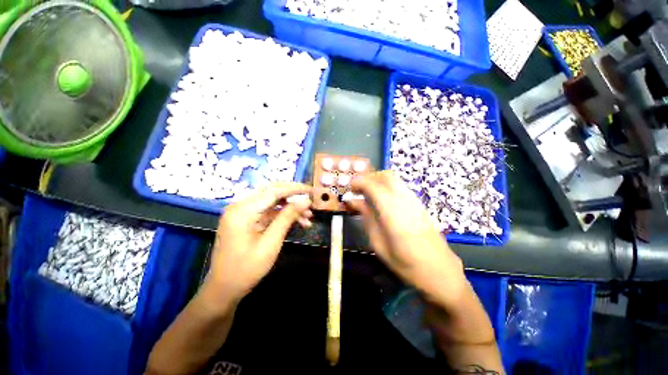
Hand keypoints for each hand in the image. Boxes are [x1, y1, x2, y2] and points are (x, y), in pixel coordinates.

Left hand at [205, 183, 312, 304]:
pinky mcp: (247, 219)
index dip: (294, 189)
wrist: (224, 289)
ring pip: (273, 202)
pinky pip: (269, 212)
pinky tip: (298, 222)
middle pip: (272, 193)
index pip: (273, 191)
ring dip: (291, 208)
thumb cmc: (246, 269)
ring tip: (308, 217)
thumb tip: (306, 201)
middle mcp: (240, 206)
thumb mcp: (271, 243)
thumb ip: (287, 218)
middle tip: (311, 201)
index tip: (311, 190)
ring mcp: (243, 212)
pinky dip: (283, 215)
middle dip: (294, 196)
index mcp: (242, 211)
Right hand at [346, 171, 466, 308]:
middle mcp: (404, 200)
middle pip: (386, 175)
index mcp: (392, 211)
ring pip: (394, 179)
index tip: (349, 188)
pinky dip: (387, 188)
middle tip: (359, 190)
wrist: (440, 271)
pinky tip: (382, 202)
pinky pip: (400, 187)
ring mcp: (414, 200)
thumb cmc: (406, 263)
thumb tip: (354, 201)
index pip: (373, 184)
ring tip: (368, 196)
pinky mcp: (419, 204)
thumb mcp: (379, 243)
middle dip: (369, 177)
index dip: (358, 182)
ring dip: (378, 182)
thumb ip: (366, 217)